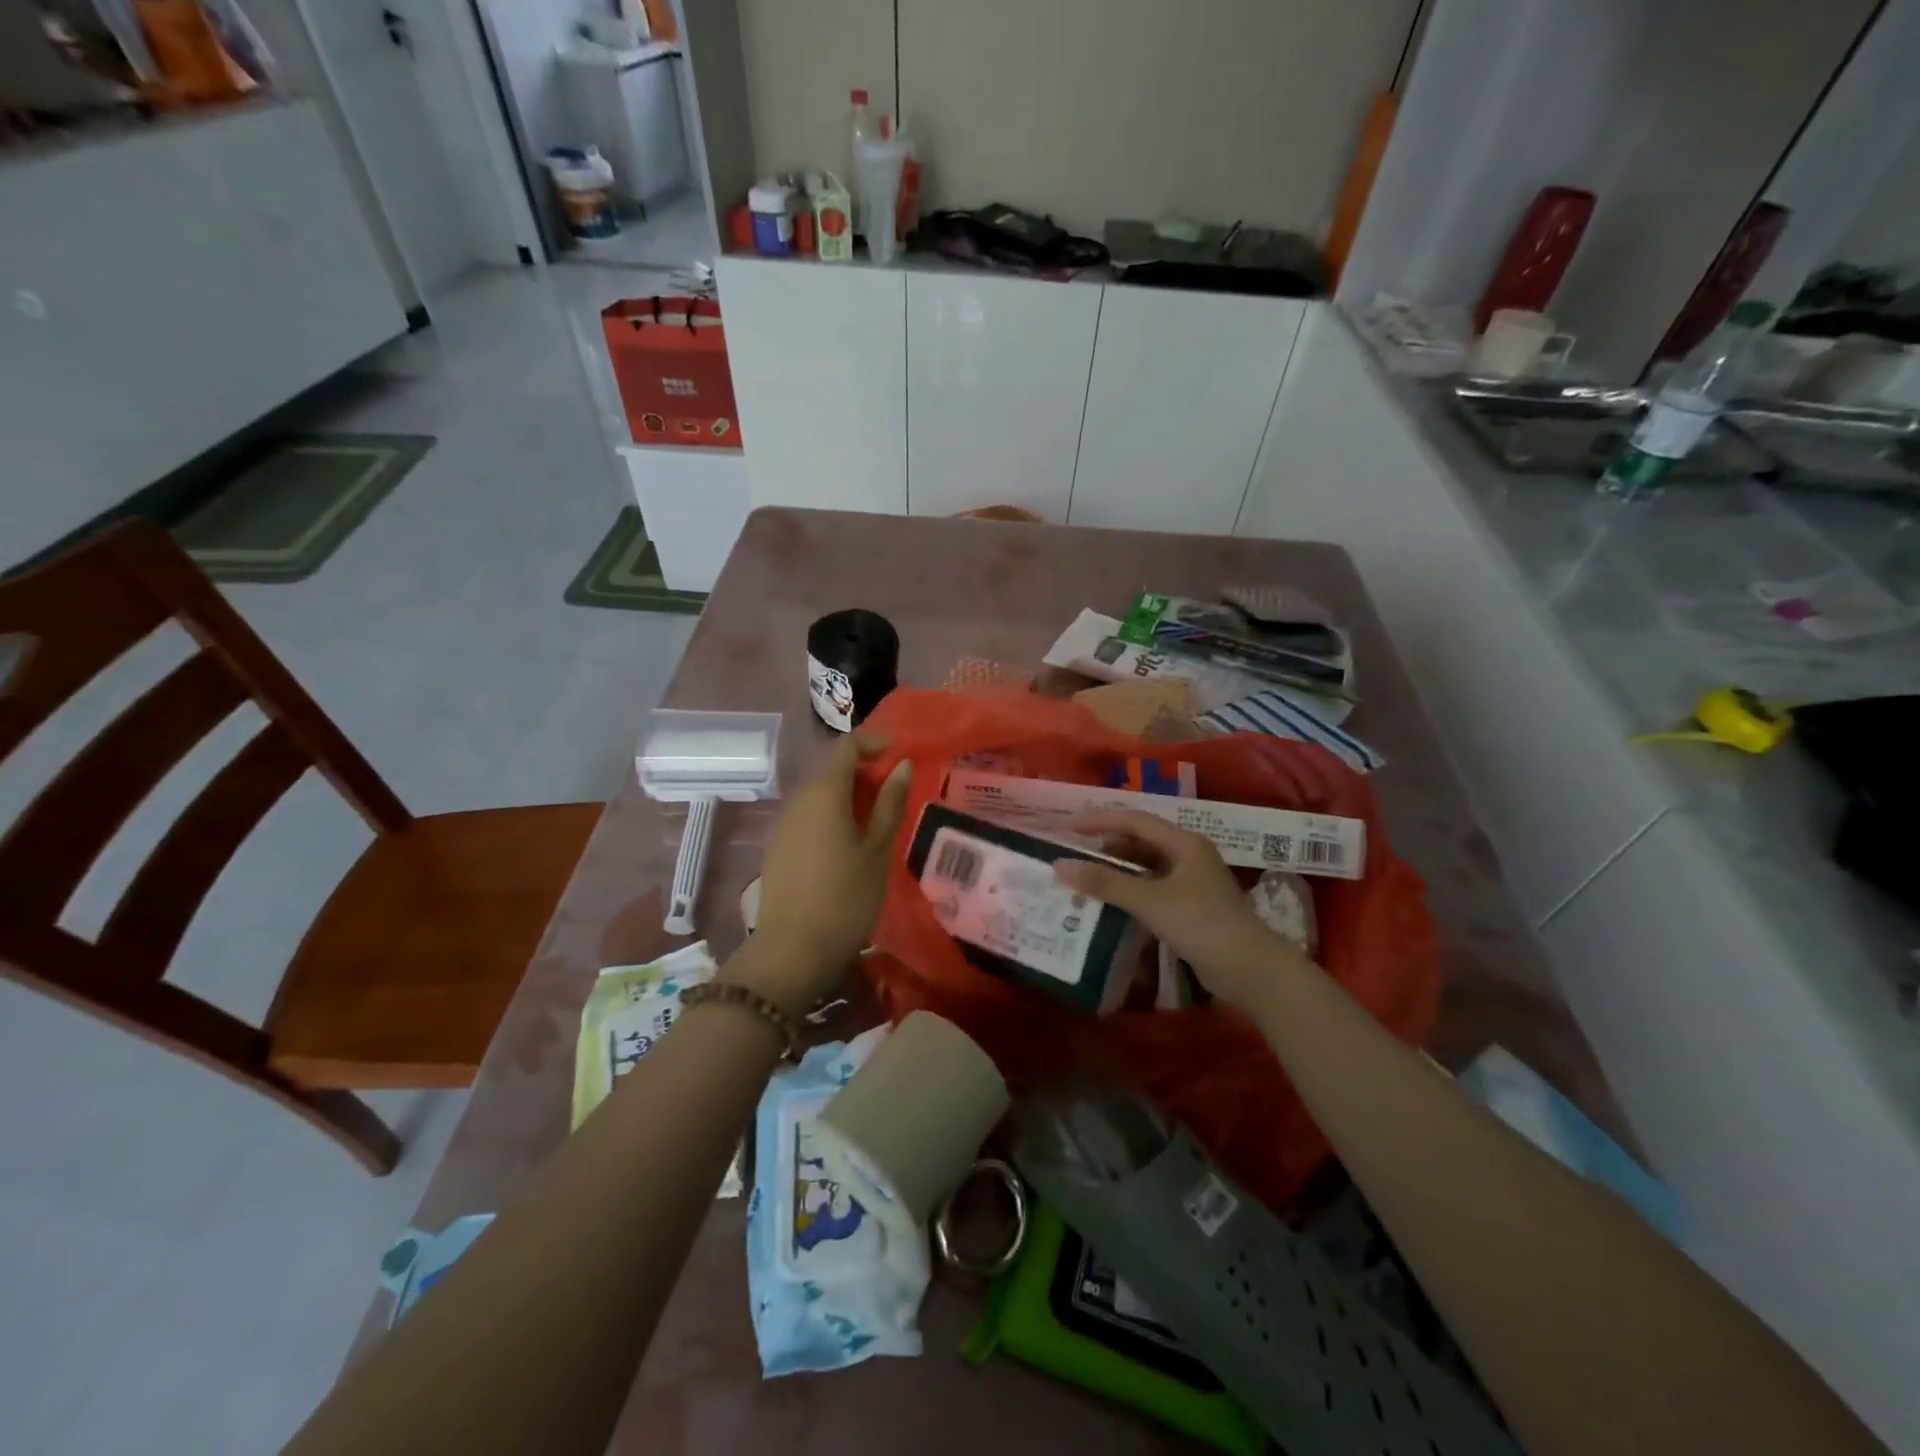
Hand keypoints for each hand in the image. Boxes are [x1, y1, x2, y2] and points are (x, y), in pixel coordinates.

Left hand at [732, 733, 911, 1010]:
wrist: (792, 950)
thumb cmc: (846, 897)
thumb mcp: (877, 849)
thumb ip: (890, 803)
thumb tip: (902, 766)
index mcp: (824, 793)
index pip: (846, 747)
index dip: (873, 743)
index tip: (899, 754)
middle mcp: (799, 800)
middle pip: (831, 769)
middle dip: (863, 772)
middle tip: (895, 792)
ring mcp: (784, 824)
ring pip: (818, 794)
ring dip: (847, 795)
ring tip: (876, 819)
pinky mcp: (777, 847)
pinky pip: (808, 816)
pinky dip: (831, 815)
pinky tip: (848, 843)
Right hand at [1053, 811, 1302, 1011]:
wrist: (1252, 971)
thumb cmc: (1202, 924)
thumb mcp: (1150, 901)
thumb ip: (1105, 882)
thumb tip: (1059, 865)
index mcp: (1184, 843)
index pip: (1135, 820)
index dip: (1099, 820)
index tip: (1067, 826)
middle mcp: (1188, 856)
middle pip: (1140, 841)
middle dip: (1106, 845)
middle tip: (1073, 853)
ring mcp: (1191, 883)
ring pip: (1146, 867)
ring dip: (1117, 870)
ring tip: (1084, 876)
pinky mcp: (1190, 908)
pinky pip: (1152, 889)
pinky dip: (1129, 891)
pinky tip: (1110, 902)